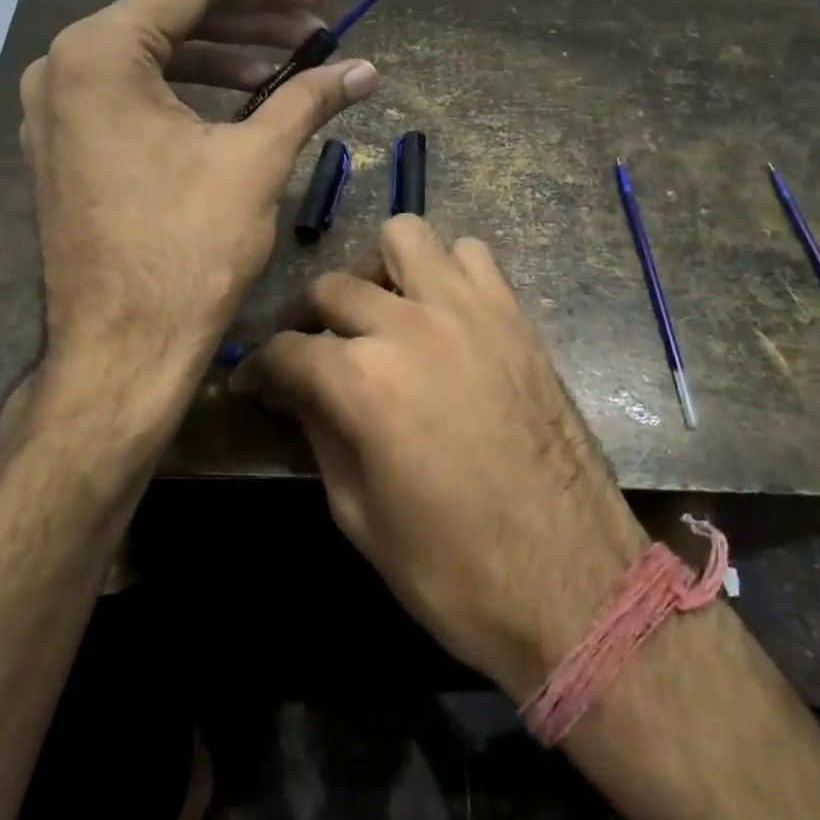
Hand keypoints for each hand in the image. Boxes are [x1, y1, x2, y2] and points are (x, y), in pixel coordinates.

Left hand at [19, 0, 377, 407]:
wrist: (122, 352)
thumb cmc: (186, 250)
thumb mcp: (256, 160)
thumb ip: (309, 98)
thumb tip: (366, 69)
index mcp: (99, 52)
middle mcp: (64, 67)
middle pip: (171, 17)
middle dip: (251, 22)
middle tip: (316, 34)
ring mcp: (58, 110)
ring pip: (154, 58)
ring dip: (225, 58)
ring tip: (290, 69)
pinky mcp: (68, 147)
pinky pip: (134, 96)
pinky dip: (190, 92)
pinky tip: (243, 102)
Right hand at [231, 216, 649, 700]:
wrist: (570, 582)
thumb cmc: (452, 568)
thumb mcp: (357, 513)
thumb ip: (320, 433)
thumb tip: (295, 391)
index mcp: (362, 381)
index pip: (285, 351)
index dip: (257, 367)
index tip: (250, 381)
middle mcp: (408, 326)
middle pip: (332, 287)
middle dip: (305, 318)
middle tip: (308, 351)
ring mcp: (467, 310)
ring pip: (403, 237)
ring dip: (377, 270)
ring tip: (377, 313)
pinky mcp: (512, 314)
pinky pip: (470, 255)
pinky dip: (444, 271)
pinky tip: (440, 313)